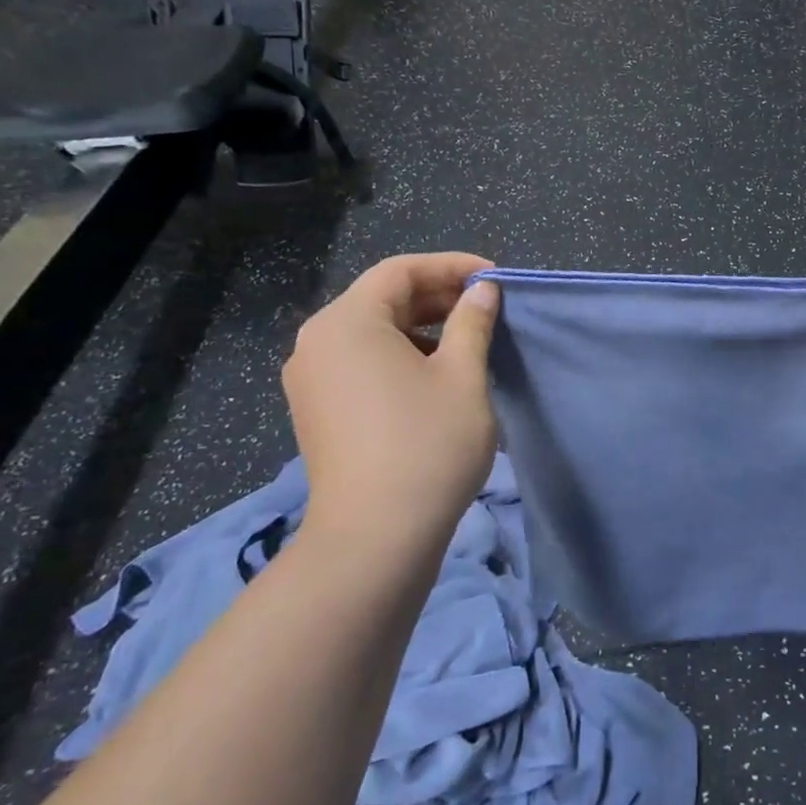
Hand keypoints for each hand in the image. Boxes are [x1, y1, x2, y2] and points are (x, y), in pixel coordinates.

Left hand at [282, 253, 499, 542]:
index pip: (400, 271)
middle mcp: (317, 342)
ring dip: (421, 328)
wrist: (376, 537)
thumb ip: (472, 322)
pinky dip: (399, 356)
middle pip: (382, 299)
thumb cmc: (427, 444)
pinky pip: (360, 363)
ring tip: (467, 341)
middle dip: (437, 297)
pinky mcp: (317, 411)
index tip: (494, 278)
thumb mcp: (462, 375)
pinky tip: (435, 376)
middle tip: (486, 307)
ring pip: (371, 333)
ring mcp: (311, 380)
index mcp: (347, 322)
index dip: (451, 266)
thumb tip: (482, 291)